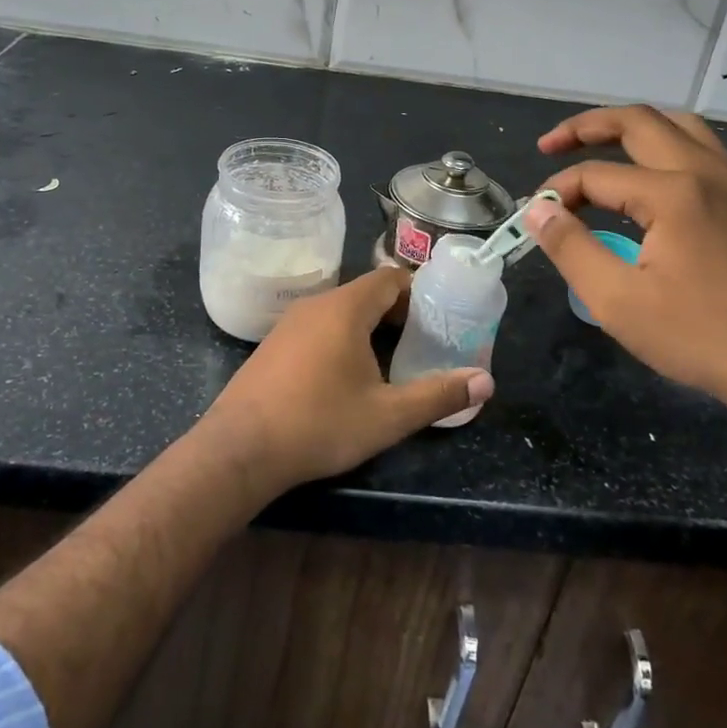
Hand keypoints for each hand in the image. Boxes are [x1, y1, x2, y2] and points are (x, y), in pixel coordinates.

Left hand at [199, 268, 493, 492]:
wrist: (240, 449)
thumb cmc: (320, 424)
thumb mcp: (388, 416)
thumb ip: (438, 395)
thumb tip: (486, 382)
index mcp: (345, 308)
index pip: (390, 278)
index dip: (418, 294)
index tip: (438, 319)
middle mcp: (316, 304)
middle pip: (365, 293)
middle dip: (396, 314)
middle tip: (421, 345)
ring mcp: (288, 324)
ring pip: (339, 312)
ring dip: (367, 329)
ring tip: (389, 362)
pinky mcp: (272, 345)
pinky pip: (316, 328)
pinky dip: (339, 339)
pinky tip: (343, 377)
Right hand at [526, 106, 726, 425]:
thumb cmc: (697, 337)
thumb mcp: (617, 300)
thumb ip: (570, 247)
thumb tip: (537, 210)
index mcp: (673, 193)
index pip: (597, 175)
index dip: (558, 191)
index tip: (535, 217)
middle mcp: (706, 172)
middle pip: (639, 122)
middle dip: (587, 127)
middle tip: (550, 145)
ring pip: (678, 126)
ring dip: (631, 127)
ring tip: (597, 145)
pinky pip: (703, 148)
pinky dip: (666, 144)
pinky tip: (649, 174)